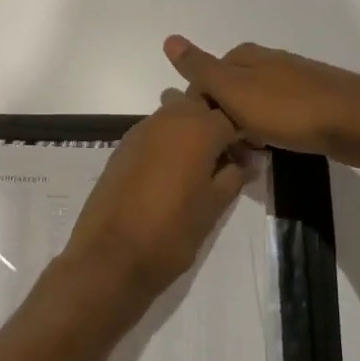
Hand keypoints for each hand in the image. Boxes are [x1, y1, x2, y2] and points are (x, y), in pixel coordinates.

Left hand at [60, 93, 253, 313]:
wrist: (111, 255)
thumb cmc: (172, 232)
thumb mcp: (213, 207)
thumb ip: (234, 177)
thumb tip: (248, 162)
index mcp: (198, 129)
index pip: (230, 117)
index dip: (243, 135)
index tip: (248, 157)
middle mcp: (168, 118)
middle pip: (198, 105)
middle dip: (213, 124)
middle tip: (223, 157)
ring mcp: (141, 130)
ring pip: (173, 113)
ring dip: (188, 129)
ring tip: (196, 164)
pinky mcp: (122, 146)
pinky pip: (153, 131)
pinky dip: (166, 140)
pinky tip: (169, 171)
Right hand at [163, 36, 359, 166]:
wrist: (357, 122)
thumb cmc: (289, 109)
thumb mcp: (234, 90)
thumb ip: (201, 68)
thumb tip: (169, 39)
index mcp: (245, 56)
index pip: (204, 79)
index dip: (199, 107)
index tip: (204, 135)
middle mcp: (267, 62)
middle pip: (228, 91)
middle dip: (222, 118)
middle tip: (225, 148)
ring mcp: (292, 81)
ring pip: (253, 105)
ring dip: (246, 127)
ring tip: (248, 153)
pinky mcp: (312, 102)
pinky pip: (277, 116)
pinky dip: (269, 131)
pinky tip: (274, 147)